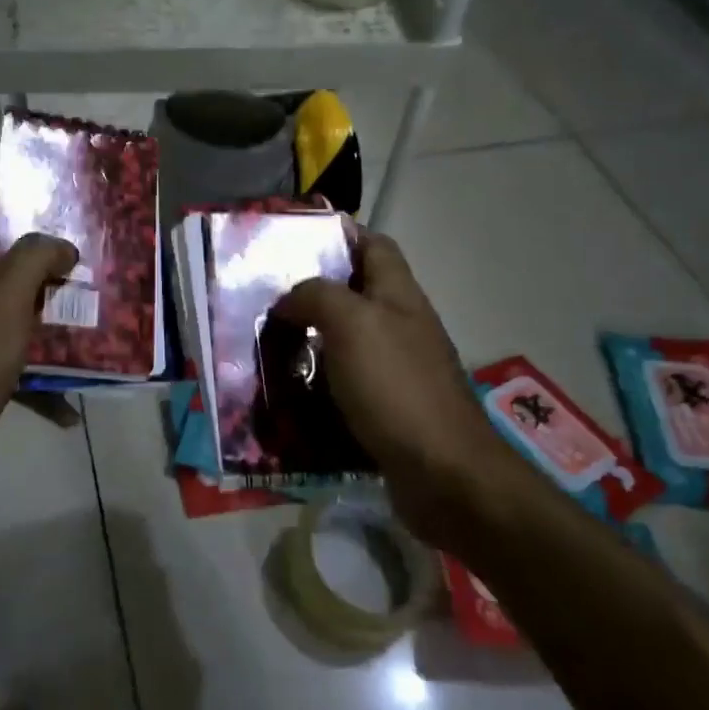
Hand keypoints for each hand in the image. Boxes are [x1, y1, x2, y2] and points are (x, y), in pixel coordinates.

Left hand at [0, 198, 76, 518]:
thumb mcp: (3, 297)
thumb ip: (34, 258)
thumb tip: (61, 245)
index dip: (2, 204)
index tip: (49, 216)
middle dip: (41, 267)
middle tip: (83, 273)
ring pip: (8, 316)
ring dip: (46, 322)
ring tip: (89, 328)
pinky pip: (10, 366)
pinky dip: (38, 380)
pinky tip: (69, 405)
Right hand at [274, 229, 517, 547]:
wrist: (444, 474)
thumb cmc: (396, 387)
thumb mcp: (352, 324)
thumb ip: (317, 296)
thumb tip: (288, 301)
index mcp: (399, 295)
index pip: (373, 245)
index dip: (339, 236)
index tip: (291, 243)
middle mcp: (401, 326)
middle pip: (355, 294)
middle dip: (311, 294)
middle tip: (264, 302)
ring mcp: (397, 370)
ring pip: (346, 342)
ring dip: (309, 342)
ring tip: (266, 347)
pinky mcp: (388, 409)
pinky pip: (345, 385)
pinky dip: (318, 385)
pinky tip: (289, 393)